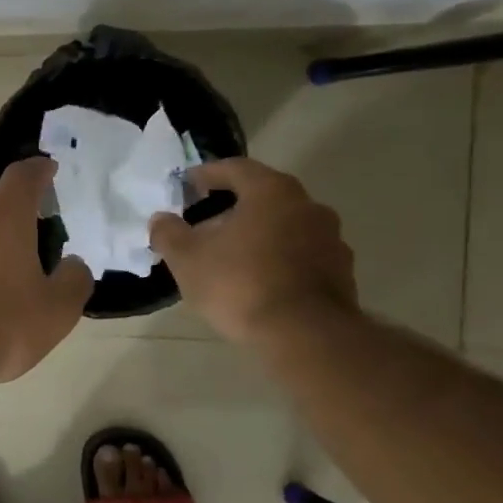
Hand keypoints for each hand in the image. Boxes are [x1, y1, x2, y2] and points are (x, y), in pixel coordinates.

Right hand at [148, 156, 357, 347]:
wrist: (305, 334)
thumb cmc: (241, 284)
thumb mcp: (188, 260)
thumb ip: (170, 234)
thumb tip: (160, 219)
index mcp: (271, 192)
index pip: (236, 168)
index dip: (208, 174)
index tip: (188, 184)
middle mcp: (308, 206)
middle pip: (264, 197)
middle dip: (233, 208)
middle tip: (206, 225)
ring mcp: (330, 239)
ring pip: (285, 226)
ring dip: (259, 235)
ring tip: (232, 258)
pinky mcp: (341, 272)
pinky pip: (302, 256)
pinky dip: (279, 260)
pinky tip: (259, 282)